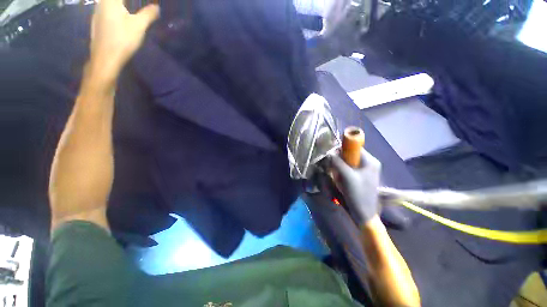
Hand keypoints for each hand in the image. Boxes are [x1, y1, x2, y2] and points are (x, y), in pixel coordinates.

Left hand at [89, 0, 159, 79]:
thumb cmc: (122, 40)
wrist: (105, 58)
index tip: (148, 4)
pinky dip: (115, 10)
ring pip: (109, 4)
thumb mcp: (139, 26)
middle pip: (114, 0)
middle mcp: (101, 3)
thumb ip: (148, 14)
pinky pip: (106, 10)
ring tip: (131, 9)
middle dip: (129, 3)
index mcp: (110, 0)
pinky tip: (121, 17)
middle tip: (141, 6)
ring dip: (121, 6)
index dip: (136, 2)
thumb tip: (156, 7)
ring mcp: (96, 13)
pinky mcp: (97, 23)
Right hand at [330, 148, 380, 224]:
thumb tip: (328, 153)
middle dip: (340, 160)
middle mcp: (369, 163)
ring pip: (348, 162)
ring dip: (340, 166)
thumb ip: (337, 162)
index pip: (353, 147)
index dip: (342, 150)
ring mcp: (365, 170)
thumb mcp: (347, 177)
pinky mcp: (361, 176)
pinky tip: (340, 179)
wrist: (364, 214)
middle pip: (350, 154)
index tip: (332, 157)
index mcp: (370, 161)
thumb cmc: (358, 194)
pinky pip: (349, 169)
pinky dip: (342, 171)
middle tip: (333, 168)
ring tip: (337, 175)